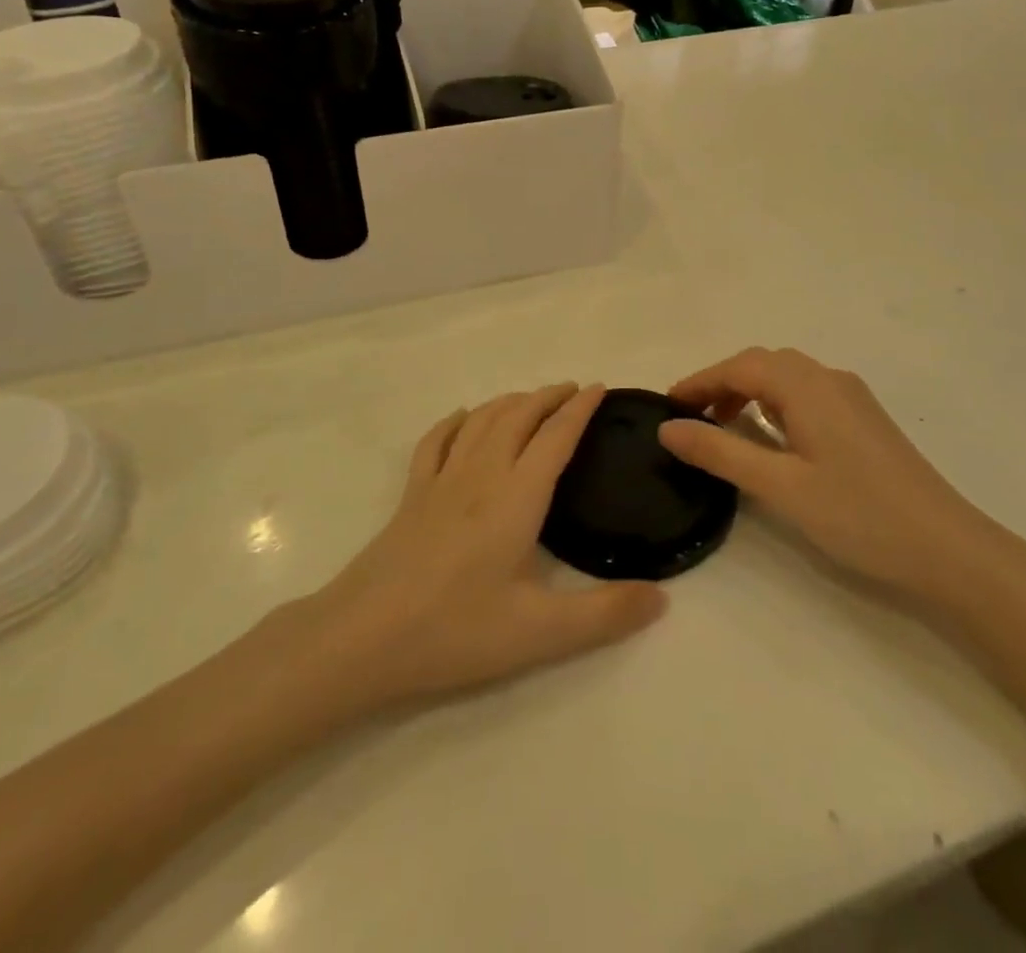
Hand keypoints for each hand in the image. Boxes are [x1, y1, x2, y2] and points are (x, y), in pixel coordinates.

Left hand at [296, 384, 666, 710]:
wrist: (363, 636)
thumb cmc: (455, 630)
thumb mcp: (540, 633)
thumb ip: (605, 614)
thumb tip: (662, 596)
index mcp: (516, 496)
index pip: (556, 437)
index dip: (580, 409)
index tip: (600, 388)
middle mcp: (482, 474)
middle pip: (519, 416)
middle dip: (548, 396)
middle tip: (572, 390)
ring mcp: (441, 480)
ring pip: (481, 420)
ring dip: (510, 401)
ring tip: (530, 399)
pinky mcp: (412, 494)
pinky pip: (438, 440)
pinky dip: (457, 421)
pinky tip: (464, 419)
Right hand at [657, 348, 1009, 607]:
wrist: (949, 549)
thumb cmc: (858, 515)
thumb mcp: (779, 486)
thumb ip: (720, 452)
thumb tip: (668, 427)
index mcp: (807, 386)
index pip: (738, 368)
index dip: (699, 382)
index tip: (666, 405)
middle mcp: (829, 378)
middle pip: (763, 364)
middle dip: (722, 383)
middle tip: (691, 418)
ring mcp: (852, 397)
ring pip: (787, 377)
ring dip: (749, 391)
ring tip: (723, 427)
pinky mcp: (864, 419)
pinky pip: (807, 394)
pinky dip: (775, 403)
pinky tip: (771, 437)